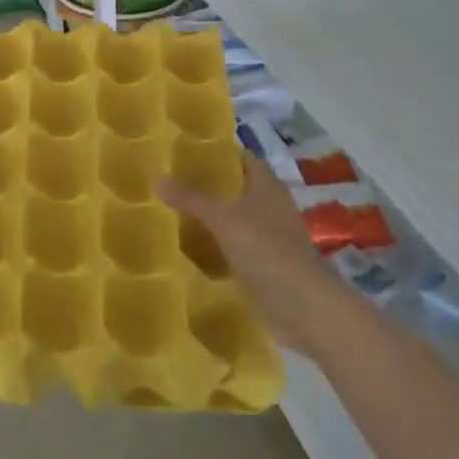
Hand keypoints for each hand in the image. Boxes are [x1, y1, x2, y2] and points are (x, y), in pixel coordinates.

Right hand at [157, 150, 342, 352]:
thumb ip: (190, 198)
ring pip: (236, 220)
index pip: (243, 158)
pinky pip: (236, 249)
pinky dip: (217, 248)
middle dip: (209, 186)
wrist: (302, 306)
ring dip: (212, 218)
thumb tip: (156, 178)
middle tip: (172, 183)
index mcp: (267, 186)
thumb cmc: (266, 249)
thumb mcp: (222, 218)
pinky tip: (191, 251)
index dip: (220, 152)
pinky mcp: (266, 266)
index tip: (188, 151)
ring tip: (174, 214)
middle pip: (238, 189)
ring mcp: (271, 238)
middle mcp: (271, 207)